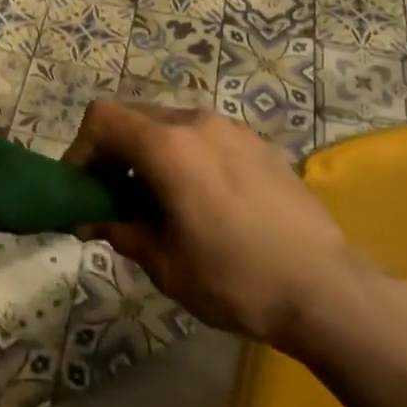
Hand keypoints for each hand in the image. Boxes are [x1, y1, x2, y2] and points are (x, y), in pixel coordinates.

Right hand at [64, 100, 349, 346]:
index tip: (82, 189)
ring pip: (168, 124)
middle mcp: (197, 123)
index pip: (103, 119)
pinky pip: (203, 136)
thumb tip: (90, 220)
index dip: (80, 148)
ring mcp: (232, 129)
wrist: (326, 289)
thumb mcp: (165, 264)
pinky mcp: (257, 143)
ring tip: (157, 201)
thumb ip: (121, 230)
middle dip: (112, 152)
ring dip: (148, 153)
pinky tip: (200, 199)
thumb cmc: (235, 279)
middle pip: (133, 117)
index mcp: (169, 147)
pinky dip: (182, 155)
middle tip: (112, 198)